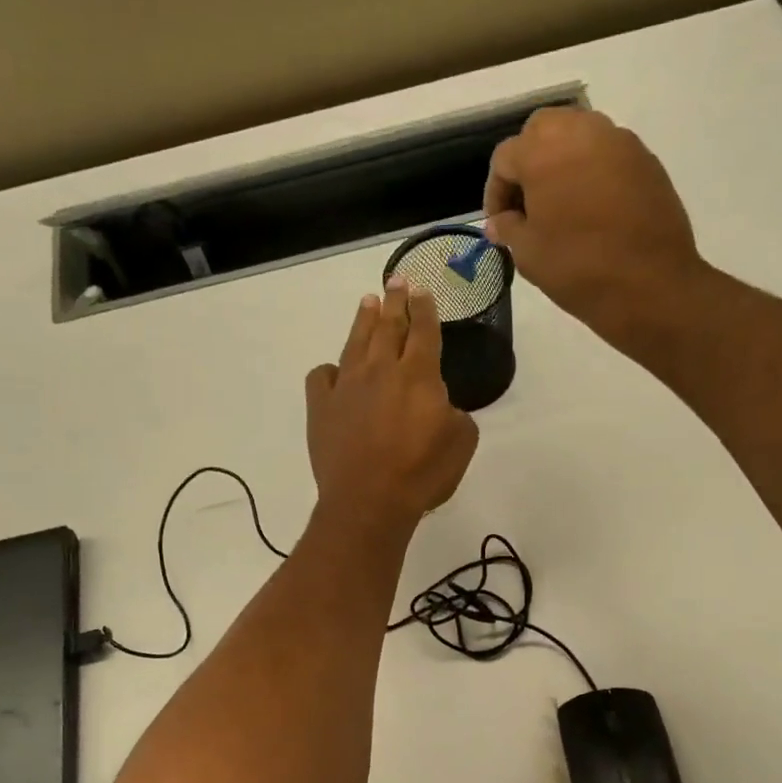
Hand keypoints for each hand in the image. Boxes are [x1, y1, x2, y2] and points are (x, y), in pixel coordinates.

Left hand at [305, 280, 478, 534]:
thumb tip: (441, 406)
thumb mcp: (461, 443)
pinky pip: (322, 376)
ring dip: (364, 319)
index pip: (423, 330)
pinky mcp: (320, 407)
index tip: (422, 289)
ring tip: (368, 302)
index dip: (424, 308)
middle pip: (388, 325)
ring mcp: (346, 386)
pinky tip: (335, 372)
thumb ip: (456, 414)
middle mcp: (380, 370)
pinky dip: (330, 370)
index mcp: (418, 375)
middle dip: (395, 300)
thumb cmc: (421, 474)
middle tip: (396, 281)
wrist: (368, 501)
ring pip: (355, 341)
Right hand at [484, 107, 709, 349]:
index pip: (504, 158)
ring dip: (561, 162)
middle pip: (541, 131)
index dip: (495, 192)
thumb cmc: (577, 269)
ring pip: (577, 134)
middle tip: (528, 204)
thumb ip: (508, 228)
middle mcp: (580, 131)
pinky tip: (592, 209)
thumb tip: (498, 222)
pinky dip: (591, 171)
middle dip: (528, 162)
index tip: (499, 223)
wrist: (649, 283)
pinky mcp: (644, 157)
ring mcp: (617, 140)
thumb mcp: (529, 255)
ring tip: (560, 205)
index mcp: (542, 152)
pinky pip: (607, 153)